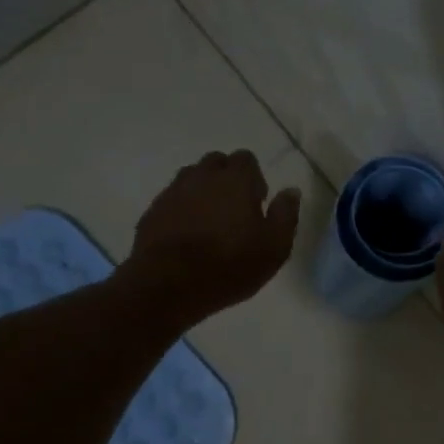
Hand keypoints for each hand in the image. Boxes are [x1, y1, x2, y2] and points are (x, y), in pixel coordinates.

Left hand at [126, 150, 300, 324]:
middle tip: (234, 211)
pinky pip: (172, 201)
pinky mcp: (152, 212)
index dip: (254, 178)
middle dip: (226, 178)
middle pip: (216, 163)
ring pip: (191, 179)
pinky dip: (181, 210)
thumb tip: (291, 191)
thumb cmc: (230, 265)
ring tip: (209, 222)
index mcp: (235, 179)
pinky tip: (186, 236)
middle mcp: (202, 176)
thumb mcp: (274, 247)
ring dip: (202, 192)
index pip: (246, 158)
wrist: (169, 285)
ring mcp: (173, 192)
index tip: (257, 203)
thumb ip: (286, 214)